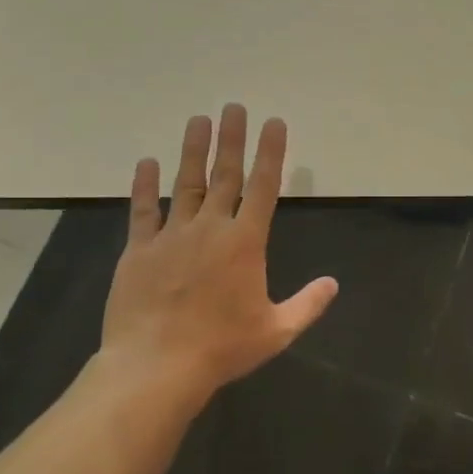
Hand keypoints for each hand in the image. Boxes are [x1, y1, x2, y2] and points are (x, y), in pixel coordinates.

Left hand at [98, 105, 337, 400]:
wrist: (156, 366)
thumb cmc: (222, 347)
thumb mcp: (276, 330)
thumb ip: (308, 304)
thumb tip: (334, 284)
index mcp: (245, 242)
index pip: (264, 187)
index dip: (271, 153)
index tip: (273, 123)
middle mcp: (210, 228)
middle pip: (225, 175)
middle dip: (231, 139)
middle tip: (233, 106)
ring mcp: (171, 236)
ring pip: (185, 184)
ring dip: (193, 151)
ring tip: (198, 119)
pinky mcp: (139, 250)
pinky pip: (143, 211)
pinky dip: (144, 186)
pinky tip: (145, 163)